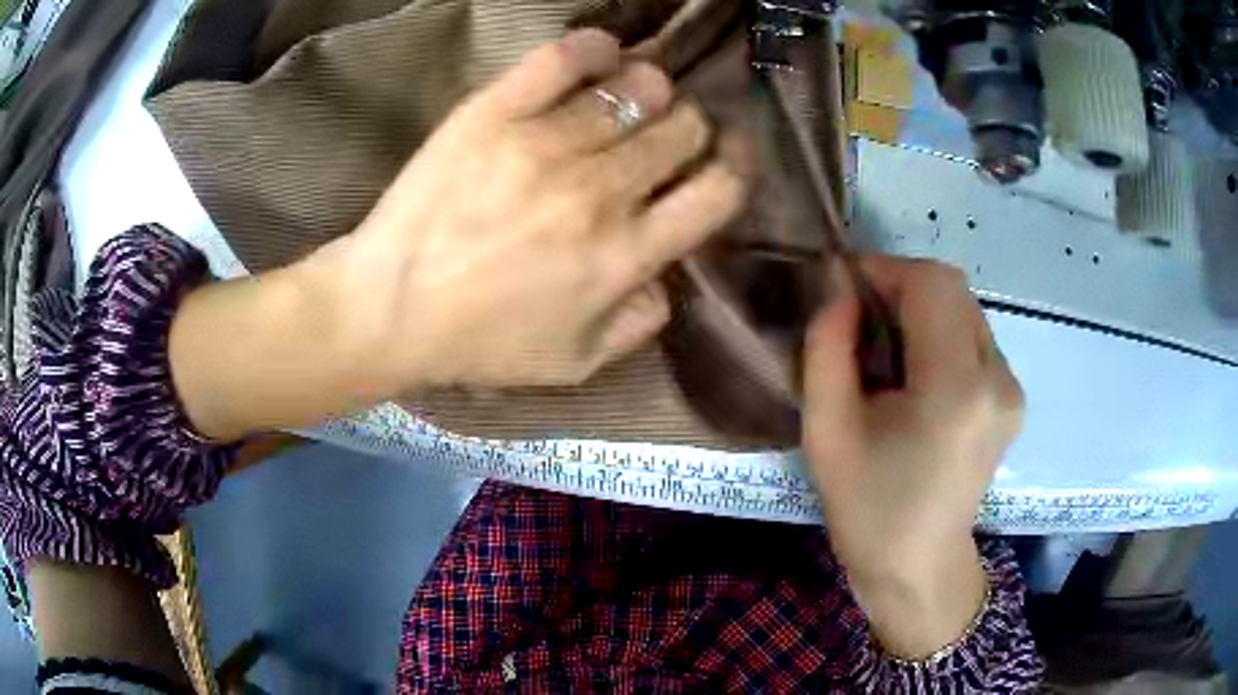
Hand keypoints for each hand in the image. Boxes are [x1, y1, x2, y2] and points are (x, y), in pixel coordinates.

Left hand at [321, 29, 747, 391]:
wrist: (389, 308)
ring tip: (633, 96)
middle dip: (689, 127)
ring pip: (637, 87)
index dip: (735, 166)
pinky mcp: (494, 113)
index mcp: (625, 255)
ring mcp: (545, 145)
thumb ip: (641, 323)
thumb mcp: (576, 362)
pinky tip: (603, 54)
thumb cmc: (481, 342)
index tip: (725, 157)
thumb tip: (670, 275)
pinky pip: (564, 58)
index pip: (717, 191)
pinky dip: (596, 49)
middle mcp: (599, 192)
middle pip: (683, 127)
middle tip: (666, 132)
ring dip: (649, 88)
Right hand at [801, 257, 1023, 658]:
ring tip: (887, 355)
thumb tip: (839, 288)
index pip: (932, 284)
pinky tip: (917, 376)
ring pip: (964, 309)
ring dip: (921, 311)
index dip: (885, 269)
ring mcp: (1012, 388)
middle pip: (953, 289)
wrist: (918, 567)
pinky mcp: (1012, 397)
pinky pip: (974, 337)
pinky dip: (940, 335)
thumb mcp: (827, 431)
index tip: (844, 287)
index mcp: (956, 389)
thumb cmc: (868, 509)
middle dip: (901, 287)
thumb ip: (827, 347)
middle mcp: (998, 378)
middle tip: (859, 320)